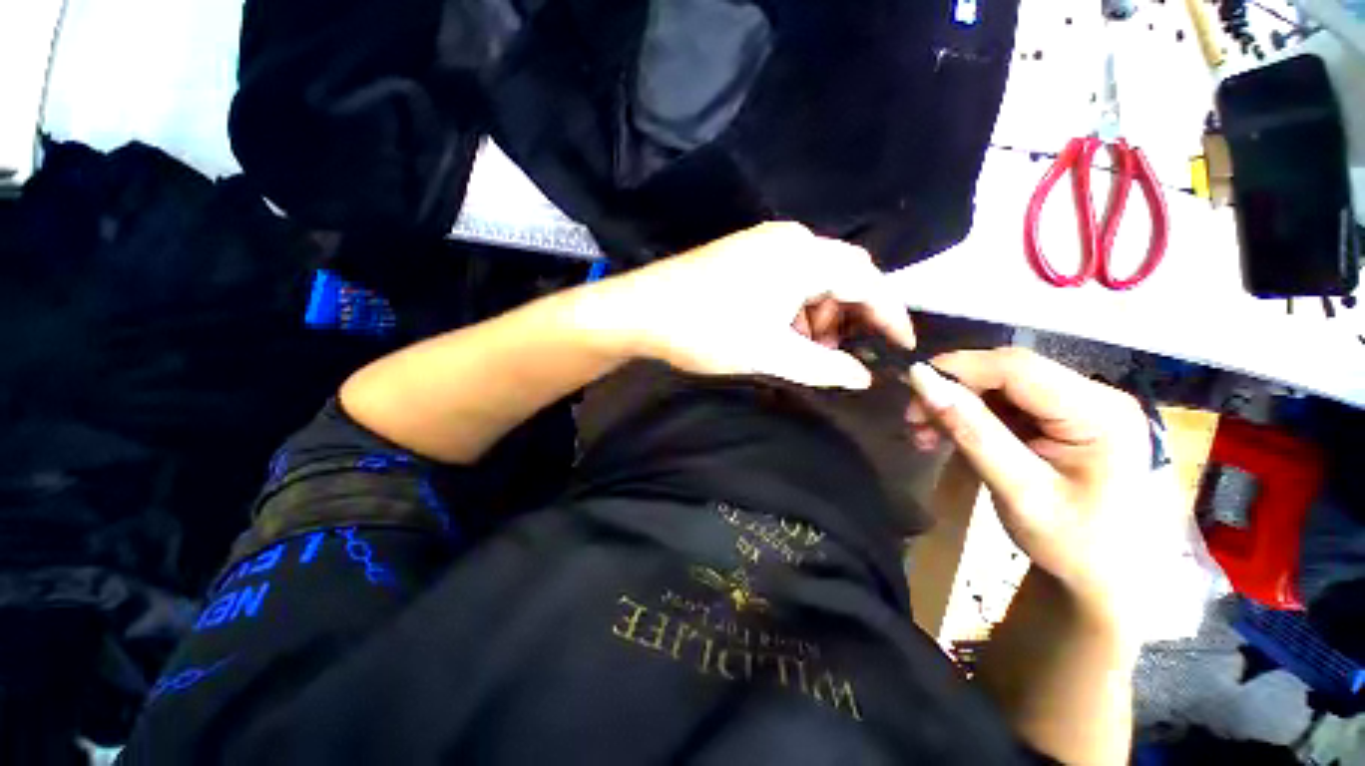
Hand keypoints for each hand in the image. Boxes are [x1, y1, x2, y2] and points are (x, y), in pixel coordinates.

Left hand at [585, 223, 915, 388]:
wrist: (642, 311)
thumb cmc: (709, 331)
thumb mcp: (771, 353)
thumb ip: (823, 367)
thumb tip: (862, 379)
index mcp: (804, 256)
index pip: (867, 280)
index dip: (890, 314)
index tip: (902, 345)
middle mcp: (789, 239)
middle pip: (841, 275)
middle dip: (848, 316)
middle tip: (839, 353)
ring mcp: (762, 242)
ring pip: (812, 278)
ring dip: (818, 313)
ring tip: (805, 347)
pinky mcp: (743, 252)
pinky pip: (787, 276)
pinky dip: (795, 305)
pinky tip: (780, 329)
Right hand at [907, 349, 1161, 618]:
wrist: (1115, 581)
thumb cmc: (1076, 546)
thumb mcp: (1018, 491)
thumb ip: (971, 431)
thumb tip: (921, 380)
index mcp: (1099, 413)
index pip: (1016, 367)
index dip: (956, 368)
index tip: (909, 387)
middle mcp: (1096, 396)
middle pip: (1007, 372)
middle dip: (953, 389)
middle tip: (912, 420)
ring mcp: (1083, 406)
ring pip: (1002, 385)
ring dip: (957, 404)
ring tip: (924, 433)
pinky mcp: (1067, 419)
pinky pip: (1007, 404)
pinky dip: (972, 416)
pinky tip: (950, 436)